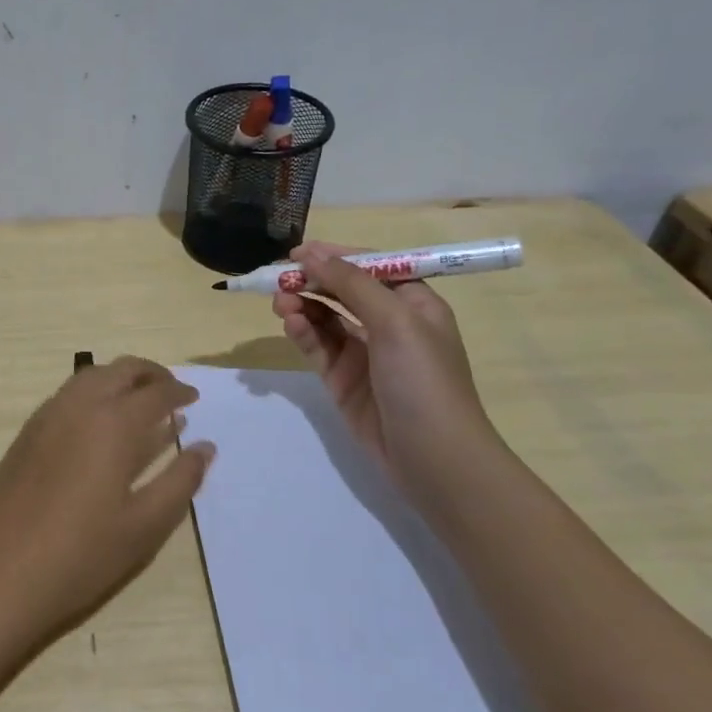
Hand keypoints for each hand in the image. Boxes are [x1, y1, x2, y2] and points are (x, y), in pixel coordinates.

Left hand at [0, 357, 214, 644]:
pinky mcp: (25, 434)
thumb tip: (205, 447)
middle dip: (149, 374)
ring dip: (118, 379)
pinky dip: (92, 393)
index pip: (155, 393)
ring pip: (89, 377)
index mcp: (113, 424)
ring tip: (138, 403)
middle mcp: (79, 407)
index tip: (194, 399)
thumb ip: (180, 481)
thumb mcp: (144, 525)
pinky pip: (66, 395)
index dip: (178, 392)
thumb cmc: (81, 555)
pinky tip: (98, 424)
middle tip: (170, 391)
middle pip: (119, 370)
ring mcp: (46, 417)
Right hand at [272, 243, 506, 506]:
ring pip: (325, 317)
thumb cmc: (423, 380)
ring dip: (302, 305)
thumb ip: (351, 284)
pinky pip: (318, 346)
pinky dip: (303, 332)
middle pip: (342, 290)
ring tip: (280, 302)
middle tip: (278, 280)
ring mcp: (364, 353)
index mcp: (413, 303)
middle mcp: (389, 323)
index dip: (335, 255)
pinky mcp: (342, 379)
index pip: (370, 267)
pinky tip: (291, 324)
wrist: (433, 458)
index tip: (297, 252)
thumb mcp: (394, 321)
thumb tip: (312, 253)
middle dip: (312, 281)